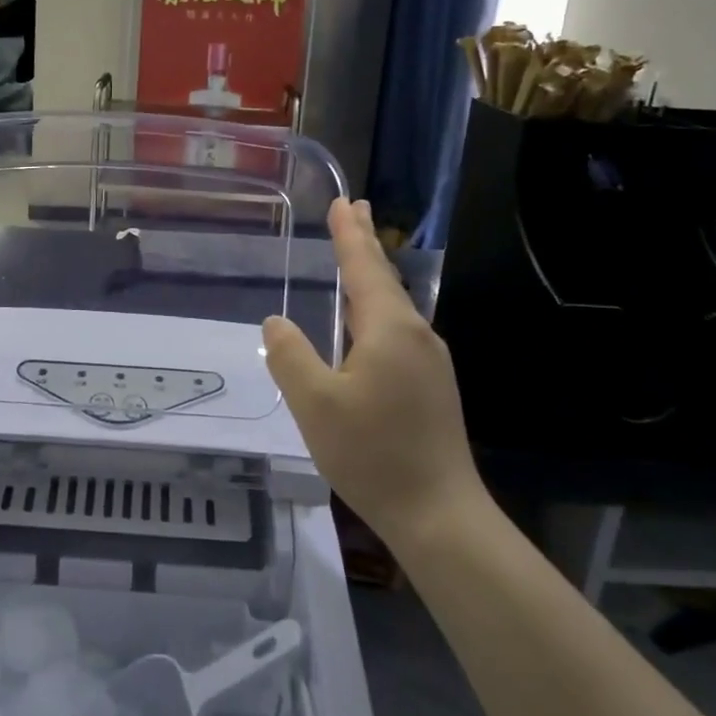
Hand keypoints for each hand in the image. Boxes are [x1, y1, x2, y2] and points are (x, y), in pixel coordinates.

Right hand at [263, 198, 485, 546]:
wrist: (439, 513)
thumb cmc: (373, 454)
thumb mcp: (315, 405)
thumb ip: (290, 356)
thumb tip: (276, 323)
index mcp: (389, 329)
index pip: (363, 268)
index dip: (348, 234)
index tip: (343, 202)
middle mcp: (416, 335)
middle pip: (384, 278)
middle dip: (366, 242)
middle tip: (356, 208)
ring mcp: (429, 361)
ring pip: (393, 305)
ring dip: (373, 275)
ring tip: (358, 255)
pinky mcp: (432, 385)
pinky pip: (399, 330)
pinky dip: (378, 307)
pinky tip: (368, 321)